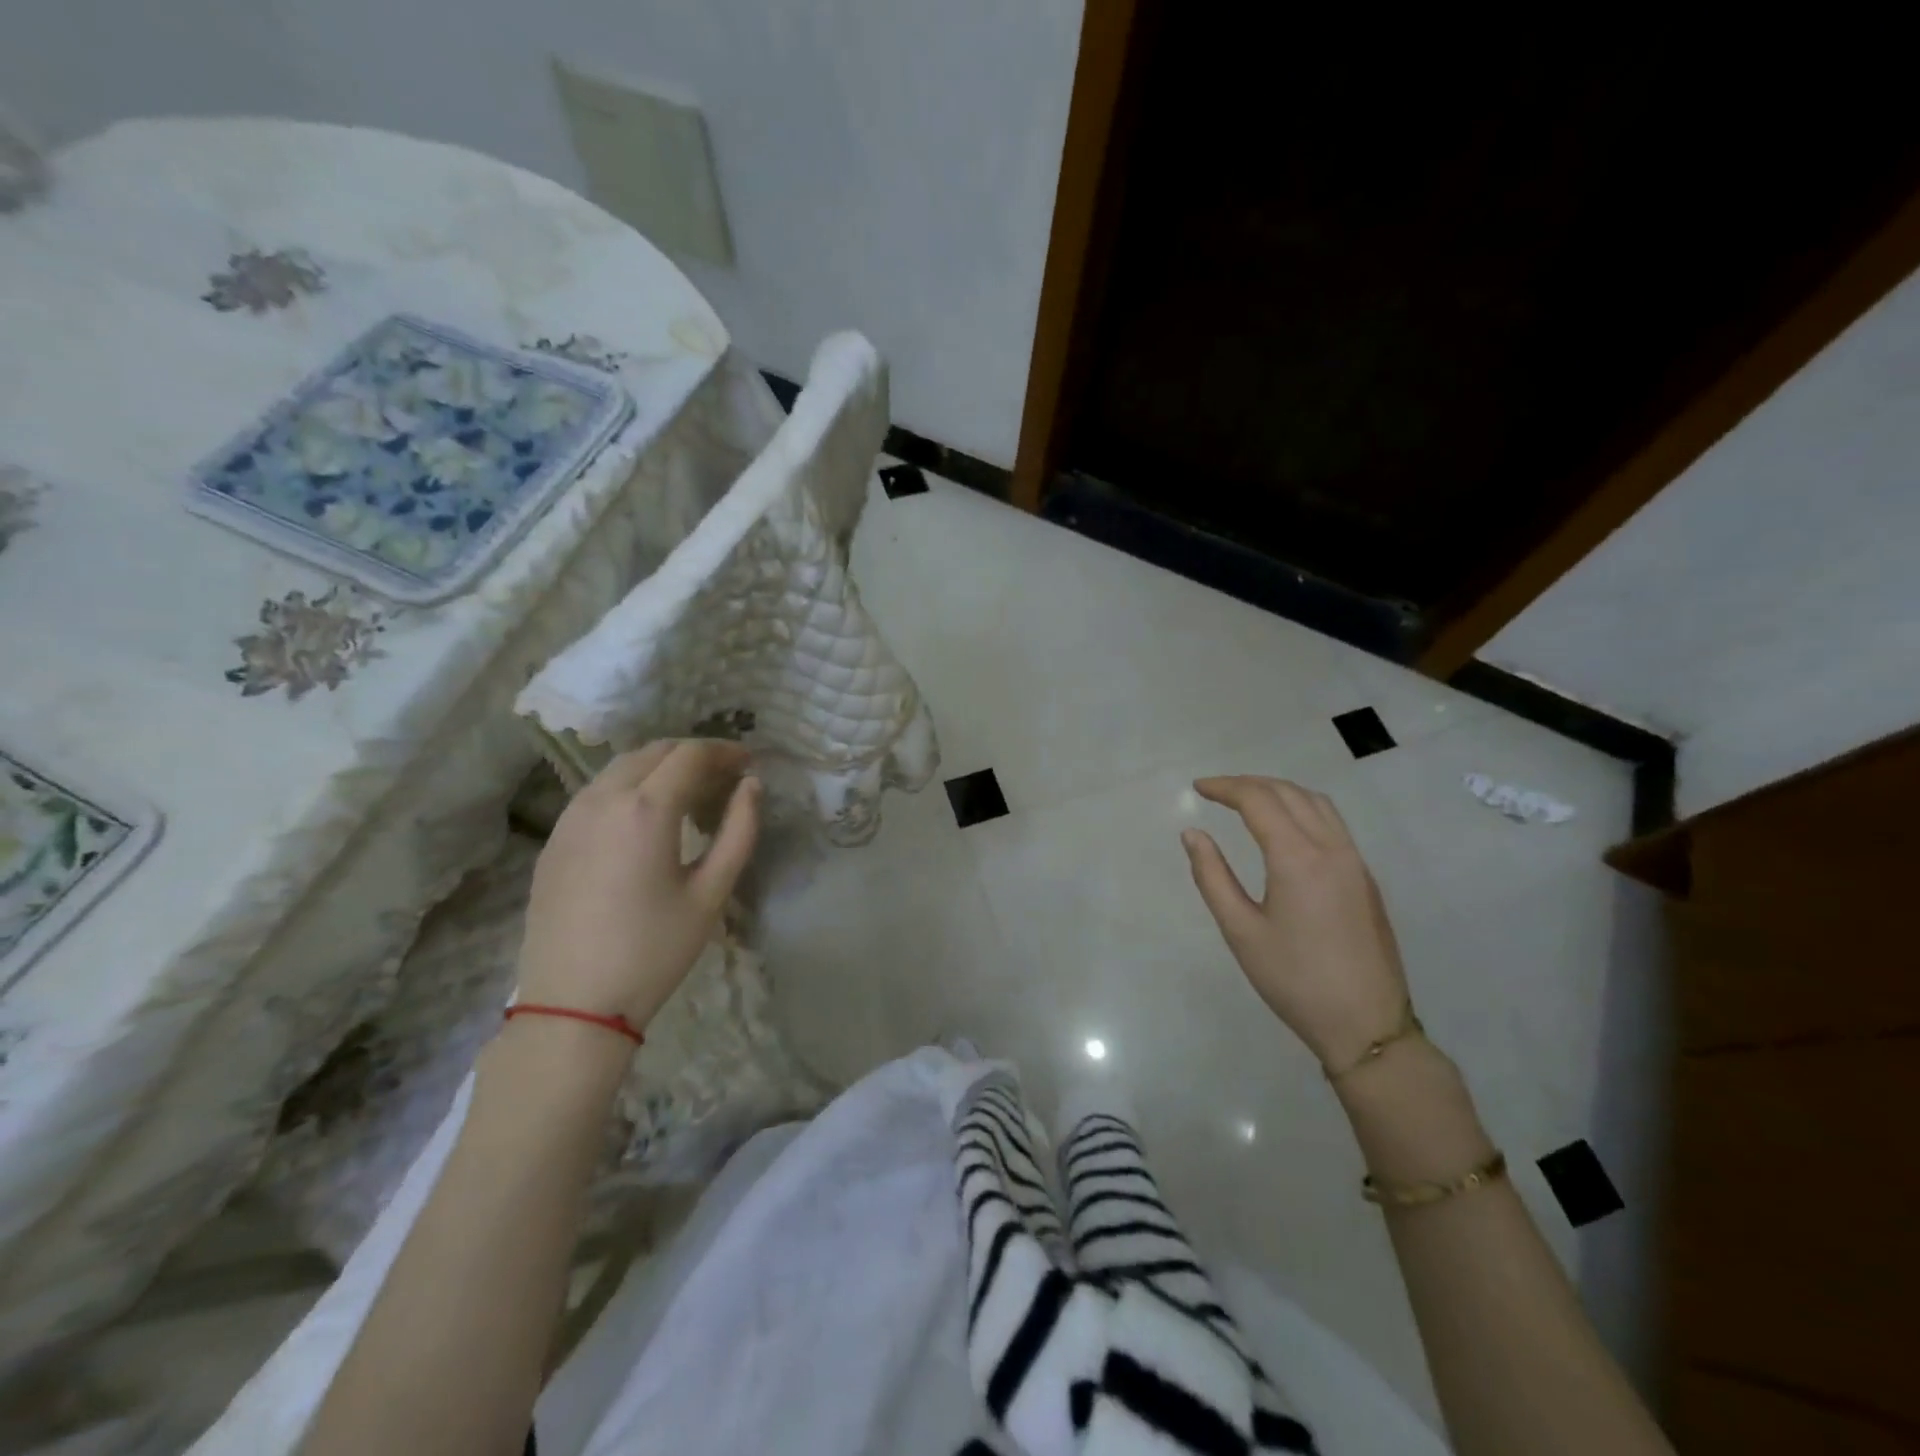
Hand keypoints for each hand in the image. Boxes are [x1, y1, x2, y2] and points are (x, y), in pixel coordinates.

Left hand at [516, 740, 759, 1033]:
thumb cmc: (654, 950)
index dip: (724, 750)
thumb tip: (752, 787)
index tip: (749, 761)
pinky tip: (647, 818)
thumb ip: (739, 831)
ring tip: (690, 793)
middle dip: (694, 754)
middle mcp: (603, 799)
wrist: (572, 1004)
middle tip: (725, 776)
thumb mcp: (711, 893)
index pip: (690, 754)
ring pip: (621, 767)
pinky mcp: (554, 840)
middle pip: (654, 751)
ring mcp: (571, 817)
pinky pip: (597, 792)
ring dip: (660, 767)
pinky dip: (630, 786)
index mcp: (646, 809)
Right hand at [1182, 776, 1410, 1071]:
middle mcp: (1331, 848)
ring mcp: (1354, 861)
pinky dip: (1302, 808)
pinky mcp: (1365, 878)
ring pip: (1316, 803)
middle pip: (1289, 793)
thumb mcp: (1241, 931)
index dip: (1225, 787)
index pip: (1258, 800)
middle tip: (1216, 791)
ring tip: (1248, 800)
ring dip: (1279, 791)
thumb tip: (1193, 834)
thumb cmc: (1294, 980)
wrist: (1366, 1024)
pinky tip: (1285, 828)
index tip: (1198, 788)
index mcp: (1298, 858)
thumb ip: (1212, 876)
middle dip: (1249, 784)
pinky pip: (1332, 823)